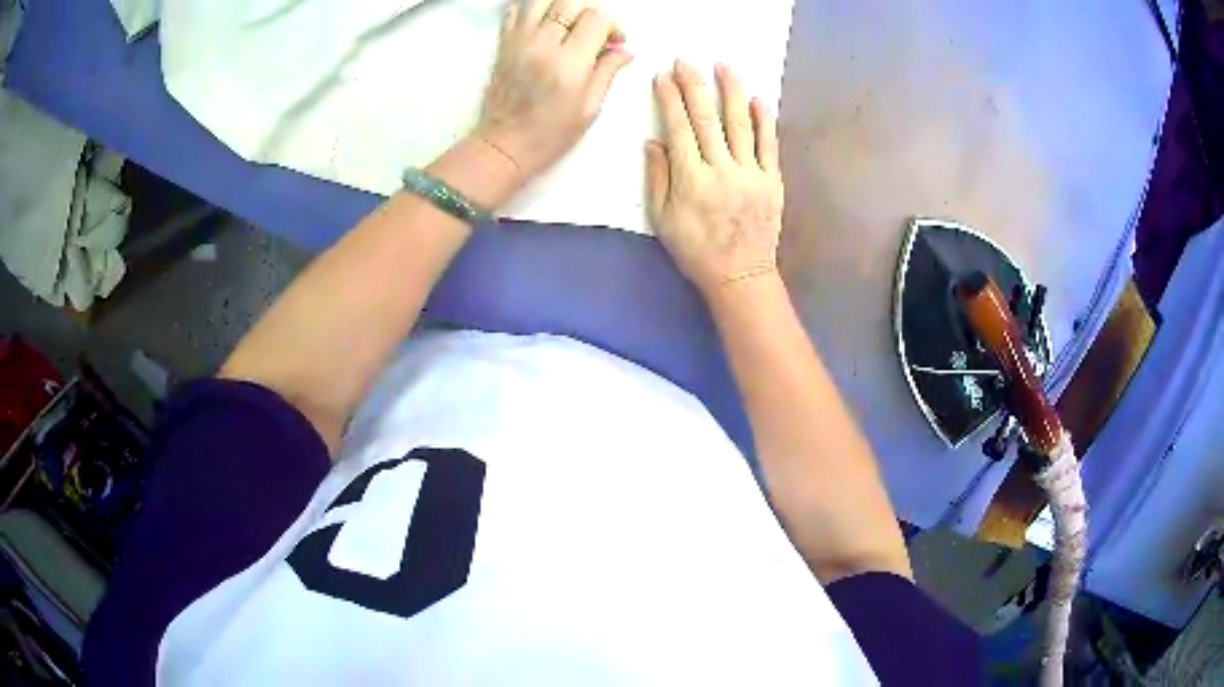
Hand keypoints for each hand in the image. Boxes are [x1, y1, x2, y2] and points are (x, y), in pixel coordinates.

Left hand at [475, 0, 632, 182]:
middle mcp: (542, 45)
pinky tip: (541, 25)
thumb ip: (608, 72)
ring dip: (559, 8)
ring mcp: (519, 42)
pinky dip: (530, 11)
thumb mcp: (590, 108)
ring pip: (541, 0)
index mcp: (569, 63)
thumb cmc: (549, 134)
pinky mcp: (503, 44)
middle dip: (586, 13)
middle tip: (590, 33)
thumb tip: (624, 50)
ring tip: (566, 26)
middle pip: (569, 2)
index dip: (612, 26)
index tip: (614, 42)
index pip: (596, 18)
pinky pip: (515, 11)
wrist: (504, 145)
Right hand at [646, 61, 783, 296]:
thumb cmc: (696, 251)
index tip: (664, 77)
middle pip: (707, 119)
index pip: (679, 129)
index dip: (670, 100)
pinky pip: (769, 145)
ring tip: (724, 67)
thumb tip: (654, 141)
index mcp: (691, 180)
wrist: (740, 276)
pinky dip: (764, 121)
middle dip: (694, 87)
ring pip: (740, 124)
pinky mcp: (772, 181)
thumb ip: (658, 178)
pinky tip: (757, 100)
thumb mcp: (663, 220)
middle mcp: (721, 170)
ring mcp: (751, 174)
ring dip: (731, 92)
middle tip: (687, 62)